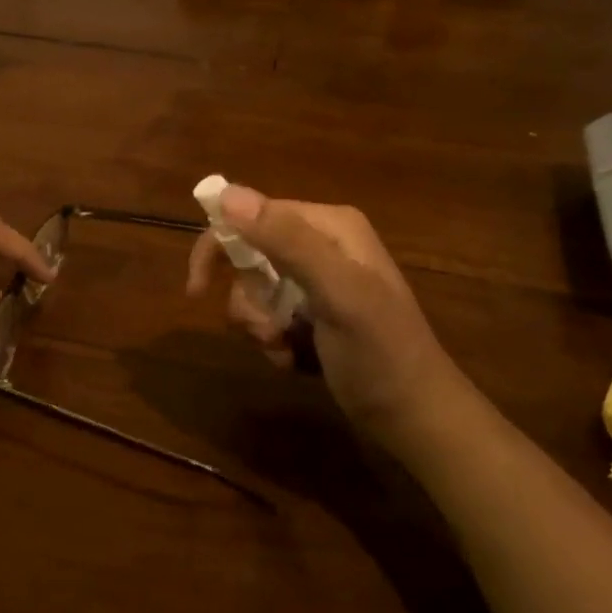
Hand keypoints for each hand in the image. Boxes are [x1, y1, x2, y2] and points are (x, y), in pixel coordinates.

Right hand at [185, 185, 453, 437]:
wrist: (415, 418)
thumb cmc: (380, 353)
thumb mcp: (338, 293)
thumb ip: (287, 241)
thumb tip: (226, 194)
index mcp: (329, 226)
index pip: (251, 215)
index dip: (218, 247)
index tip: (196, 289)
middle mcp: (321, 245)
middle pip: (248, 256)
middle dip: (248, 299)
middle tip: (264, 329)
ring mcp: (317, 281)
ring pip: (253, 291)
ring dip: (259, 325)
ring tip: (286, 348)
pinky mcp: (314, 314)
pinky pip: (268, 316)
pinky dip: (273, 340)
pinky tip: (294, 359)